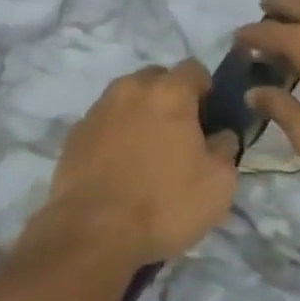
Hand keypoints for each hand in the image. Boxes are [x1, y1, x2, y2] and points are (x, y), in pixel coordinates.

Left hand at [26, 61, 238, 267]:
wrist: (93, 232)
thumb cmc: (165, 204)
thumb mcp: (218, 183)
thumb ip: (225, 148)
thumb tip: (220, 135)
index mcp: (169, 92)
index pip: (194, 68)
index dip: (206, 89)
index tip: (209, 118)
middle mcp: (130, 89)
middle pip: (157, 78)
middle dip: (170, 97)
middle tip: (179, 134)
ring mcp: (98, 109)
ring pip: (127, 98)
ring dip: (140, 114)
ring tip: (146, 152)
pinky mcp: (75, 133)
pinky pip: (104, 122)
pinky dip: (115, 134)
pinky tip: (119, 166)